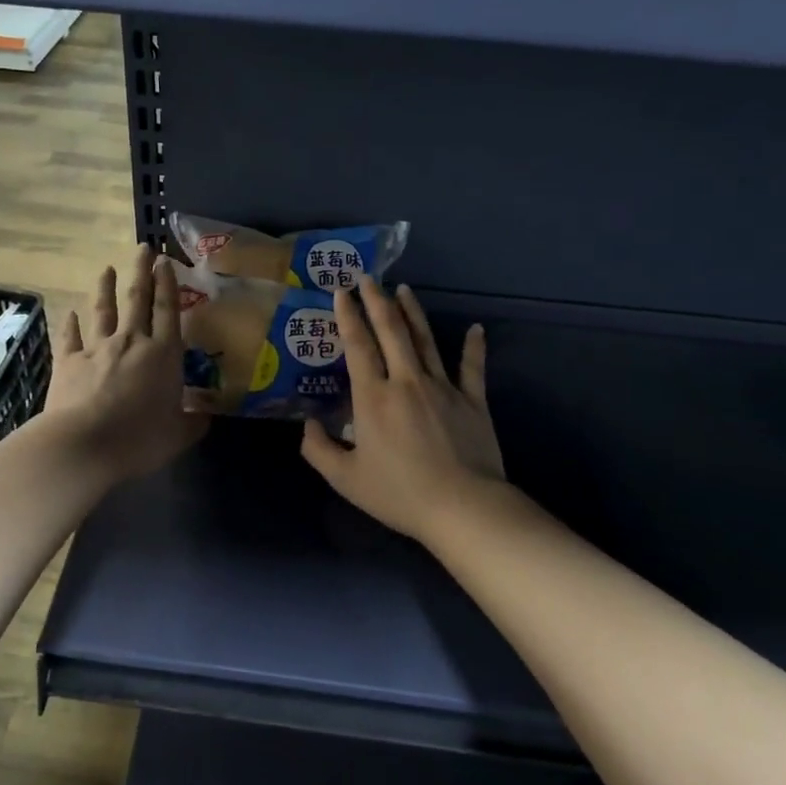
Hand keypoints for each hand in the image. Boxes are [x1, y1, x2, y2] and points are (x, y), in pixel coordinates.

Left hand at [44, 247, 207, 484]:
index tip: (165, 262)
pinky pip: (70, 336)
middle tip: (143, 249)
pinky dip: (71, 323)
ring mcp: (97, 349)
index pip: (168, 310)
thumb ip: (192, 423)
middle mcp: (131, 342)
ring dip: (105, 288)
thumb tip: (204, 418)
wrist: (83, 445)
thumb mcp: (177, 436)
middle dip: (141, 272)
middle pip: (137, 300)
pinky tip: (71, 312)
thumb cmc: (138, 439)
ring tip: (106, 269)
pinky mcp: (68, 362)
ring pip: (103, 311)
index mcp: (163, 354)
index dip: (168, 284)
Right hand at [302, 281, 505, 543]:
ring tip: (404, 290)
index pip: (358, 346)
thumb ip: (320, 450)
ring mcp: (443, 387)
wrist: (462, 506)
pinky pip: (472, 367)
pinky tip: (476, 329)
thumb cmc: (399, 493)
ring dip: (413, 313)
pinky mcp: (473, 400)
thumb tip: (309, 425)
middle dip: (377, 301)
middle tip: (369, 277)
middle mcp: (406, 381)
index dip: (348, 316)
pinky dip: (474, 347)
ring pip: (426, 340)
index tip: (342, 291)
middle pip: (391, 331)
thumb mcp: (346, 480)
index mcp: (374, 397)